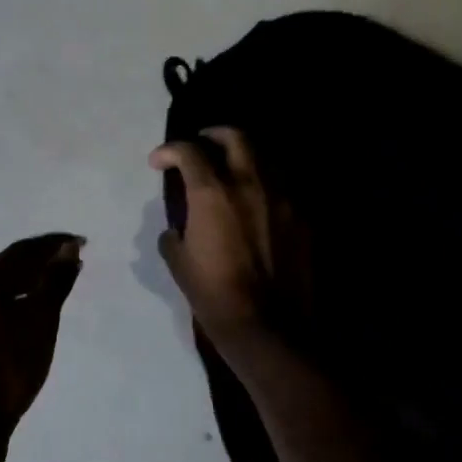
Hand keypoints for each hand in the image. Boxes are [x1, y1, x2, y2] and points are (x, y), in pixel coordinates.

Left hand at [0, 233, 84, 461]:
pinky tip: (31, 335)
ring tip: (55, 298)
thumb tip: (67, 249)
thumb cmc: (5, 364)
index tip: (80, 243)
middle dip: (40, 265)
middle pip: (8, 273)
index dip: (52, 243)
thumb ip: (54, 282)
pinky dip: (19, 317)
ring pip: (1, 301)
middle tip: (70, 266)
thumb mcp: (39, 319)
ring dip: (29, 292)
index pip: (21, 251)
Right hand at [150, 129, 311, 363]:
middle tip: (202, 144)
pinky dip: (265, 184)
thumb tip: (176, 228)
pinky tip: (257, 201)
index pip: (188, 151)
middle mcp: (250, 183)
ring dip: (244, 156)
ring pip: (265, 157)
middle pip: (235, 137)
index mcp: (213, 192)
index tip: (158, 162)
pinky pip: (283, 187)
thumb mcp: (179, 265)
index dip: (169, 150)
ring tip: (232, 169)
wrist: (269, 327)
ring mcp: (282, 197)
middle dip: (213, 135)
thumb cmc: (214, 297)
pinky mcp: (302, 217)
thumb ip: (174, 235)